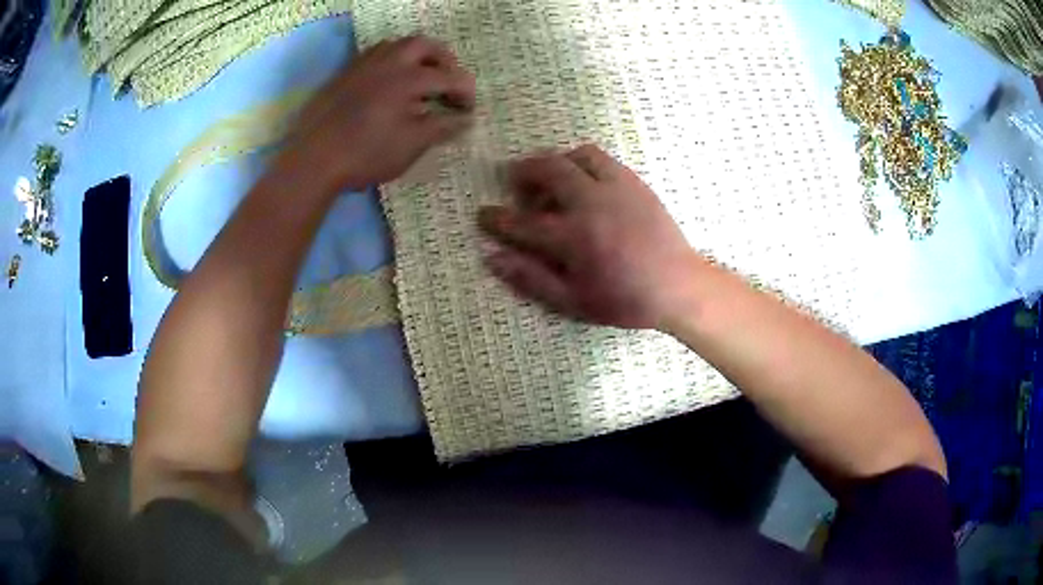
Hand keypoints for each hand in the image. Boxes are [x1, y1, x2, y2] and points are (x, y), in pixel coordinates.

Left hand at [284, 35, 475, 191]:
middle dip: (443, 59)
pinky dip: (389, 62)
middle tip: (448, 79)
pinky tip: (387, 82)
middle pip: (423, 45)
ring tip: (419, 76)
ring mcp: (362, 66)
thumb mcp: (410, 145)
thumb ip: (441, 128)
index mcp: (408, 78)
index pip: (448, 77)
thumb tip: (466, 120)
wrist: (314, 160)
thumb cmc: (366, 154)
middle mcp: (387, 63)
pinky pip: (372, 56)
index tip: (469, 109)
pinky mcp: (343, 75)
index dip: (464, 91)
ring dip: (414, 56)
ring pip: (395, 45)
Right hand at [478, 145, 705, 329]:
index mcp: (573, 238)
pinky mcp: (634, 182)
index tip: (483, 214)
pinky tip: (584, 182)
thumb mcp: (573, 301)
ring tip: (552, 179)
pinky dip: (583, 163)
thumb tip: (493, 259)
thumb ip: (531, 279)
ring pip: (576, 156)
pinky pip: (602, 159)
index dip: (496, 218)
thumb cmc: (624, 300)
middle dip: (523, 171)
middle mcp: (591, 203)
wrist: (678, 286)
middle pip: (548, 170)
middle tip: (514, 180)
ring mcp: (616, 188)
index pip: (522, 222)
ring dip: (556, 162)